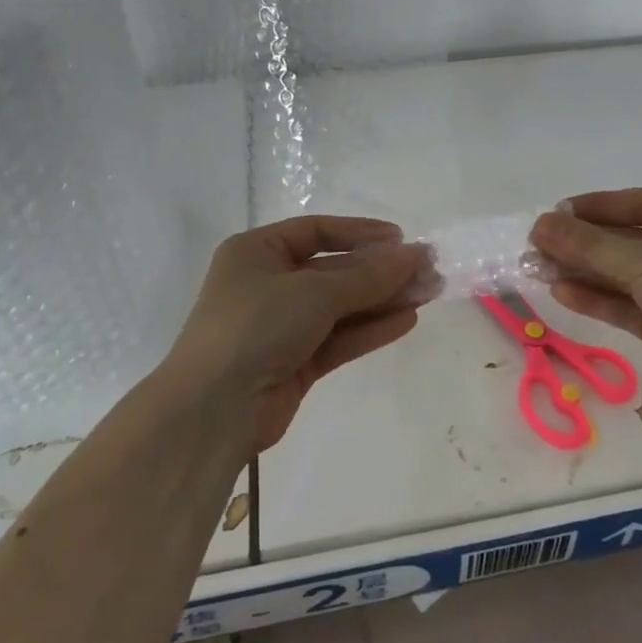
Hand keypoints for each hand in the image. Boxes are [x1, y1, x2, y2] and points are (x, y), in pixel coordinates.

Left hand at [166, 216, 433, 452]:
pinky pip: (338, 338)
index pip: (317, 231)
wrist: (212, 411)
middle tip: (427, 270)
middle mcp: (268, 284)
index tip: (401, 240)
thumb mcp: (314, 292)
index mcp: (257, 252)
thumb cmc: (255, 326)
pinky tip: (407, 320)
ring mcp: (281, 326)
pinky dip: (369, 329)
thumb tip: (416, 254)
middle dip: (380, 272)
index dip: (360, 233)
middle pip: (334, 271)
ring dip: (382, 300)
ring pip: (340, 306)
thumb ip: (369, 275)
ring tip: (429, 293)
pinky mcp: (293, 363)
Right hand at [529, 189, 641, 415]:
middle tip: (537, 243)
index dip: (594, 207)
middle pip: (629, 240)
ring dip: (583, 270)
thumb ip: (588, 244)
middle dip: (583, 244)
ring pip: (625, 273)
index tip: (552, 213)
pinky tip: (561, 291)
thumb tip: (539, 224)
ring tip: (537, 266)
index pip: (639, 204)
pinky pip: (627, 304)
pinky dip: (596, 298)